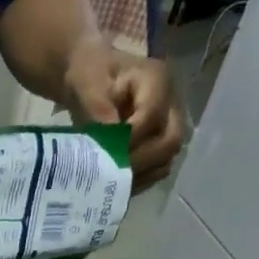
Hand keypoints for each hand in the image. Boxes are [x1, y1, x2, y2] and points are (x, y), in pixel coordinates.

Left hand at [63, 41, 185, 188]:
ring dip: (142, 173)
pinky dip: (141, 178)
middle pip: (171, 139)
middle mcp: (171, 102)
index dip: (130, 139)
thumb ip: (99, 109)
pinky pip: (158, 165)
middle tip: (111, 174)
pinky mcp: (160, 139)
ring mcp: (168, 122)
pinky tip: (118, 184)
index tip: (104, 152)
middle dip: (141, 160)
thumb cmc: (88, 75)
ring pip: (167, 156)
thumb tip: (110, 140)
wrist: (90, 78)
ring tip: (113, 182)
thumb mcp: (87, 85)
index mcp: (156, 79)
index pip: (152, 116)